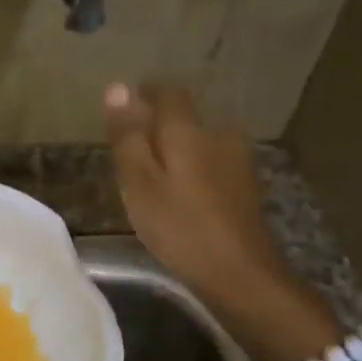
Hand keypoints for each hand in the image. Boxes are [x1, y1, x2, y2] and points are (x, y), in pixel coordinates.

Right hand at [103, 82, 340, 360]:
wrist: (240, 273)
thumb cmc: (180, 226)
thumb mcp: (139, 182)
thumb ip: (128, 135)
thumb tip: (117, 87)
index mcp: (189, 130)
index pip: (166, 93)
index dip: (143, 97)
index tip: (121, 113)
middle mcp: (218, 134)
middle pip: (184, 118)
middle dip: (157, 127)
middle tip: (128, 153)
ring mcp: (237, 160)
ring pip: (197, 141)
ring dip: (175, 150)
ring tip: (150, 177)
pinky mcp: (244, 186)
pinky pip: (209, 163)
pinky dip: (190, 171)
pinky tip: (178, 196)